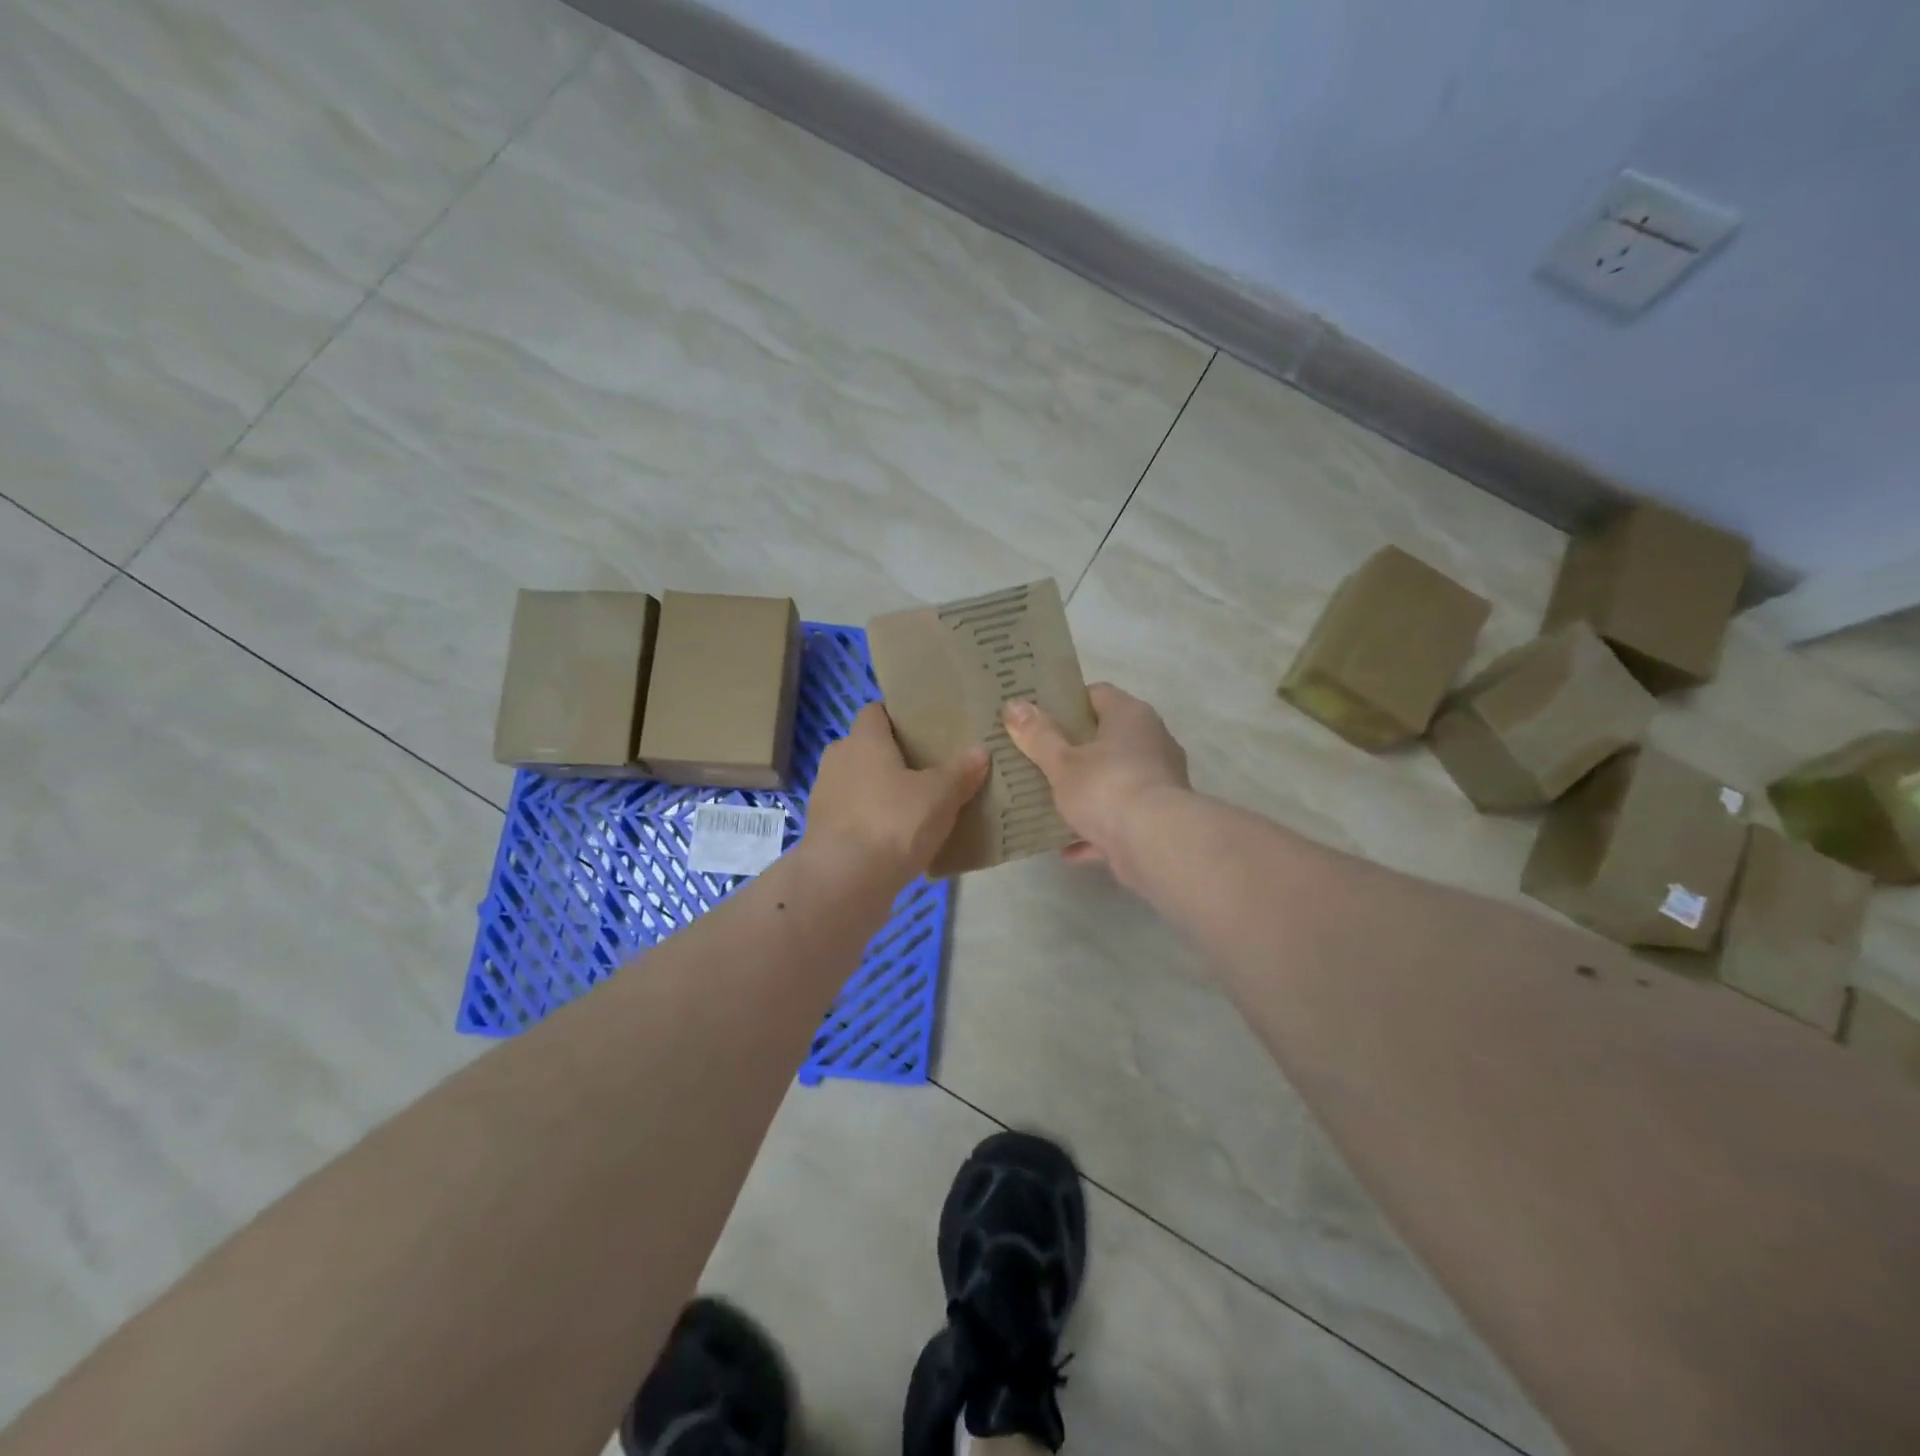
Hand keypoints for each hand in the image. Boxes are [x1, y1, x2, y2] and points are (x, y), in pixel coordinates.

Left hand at [805, 703, 988, 887]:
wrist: (844, 881)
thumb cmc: (894, 822)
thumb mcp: (940, 796)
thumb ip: (960, 772)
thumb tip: (980, 751)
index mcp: (864, 740)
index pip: (875, 712)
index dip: (898, 717)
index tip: (924, 729)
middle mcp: (838, 759)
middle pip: (866, 747)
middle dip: (892, 756)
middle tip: (927, 769)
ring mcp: (825, 796)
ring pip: (857, 782)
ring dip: (879, 791)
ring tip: (915, 806)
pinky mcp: (822, 831)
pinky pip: (852, 815)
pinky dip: (870, 820)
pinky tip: (896, 838)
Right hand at [1003, 683, 1188, 870]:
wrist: (1155, 844)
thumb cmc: (1106, 787)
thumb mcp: (1062, 762)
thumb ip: (1038, 735)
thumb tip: (1013, 705)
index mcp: (1130, 716)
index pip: (1097, 694)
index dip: (1067, 703)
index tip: (1039, 718)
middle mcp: (1151, 741)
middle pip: (1106, 738)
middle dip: (1073, 750)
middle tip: (1036, 758)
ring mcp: (1158, 781)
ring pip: (1113, 780)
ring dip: (1085, 792)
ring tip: (1048, 801)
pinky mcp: (1157, 819)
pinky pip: (1119, 819)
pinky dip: (1096, 830)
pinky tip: (1066, 846)